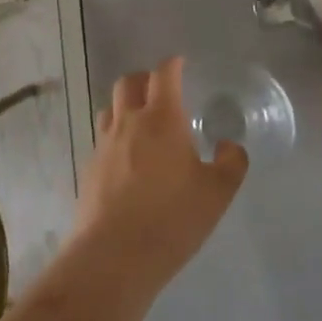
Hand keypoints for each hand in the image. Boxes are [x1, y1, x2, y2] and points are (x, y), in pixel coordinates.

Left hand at [76, 57, 247, 287]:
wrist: (113, 256)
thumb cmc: (172, 218)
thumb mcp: (218, 192)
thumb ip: (231, 162)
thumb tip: (229, 146)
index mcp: (161, 119)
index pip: (164, 75)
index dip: (173, 65)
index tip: (181, 64)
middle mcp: (128, 123)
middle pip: (129, 83)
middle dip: (146, 79)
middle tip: (162, 91)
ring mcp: (104, 146)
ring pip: (111, 110)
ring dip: (127, 107)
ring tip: (144, 124)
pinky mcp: (89, 170)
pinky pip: (103, 139)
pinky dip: (117, 137)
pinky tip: (129, 160)